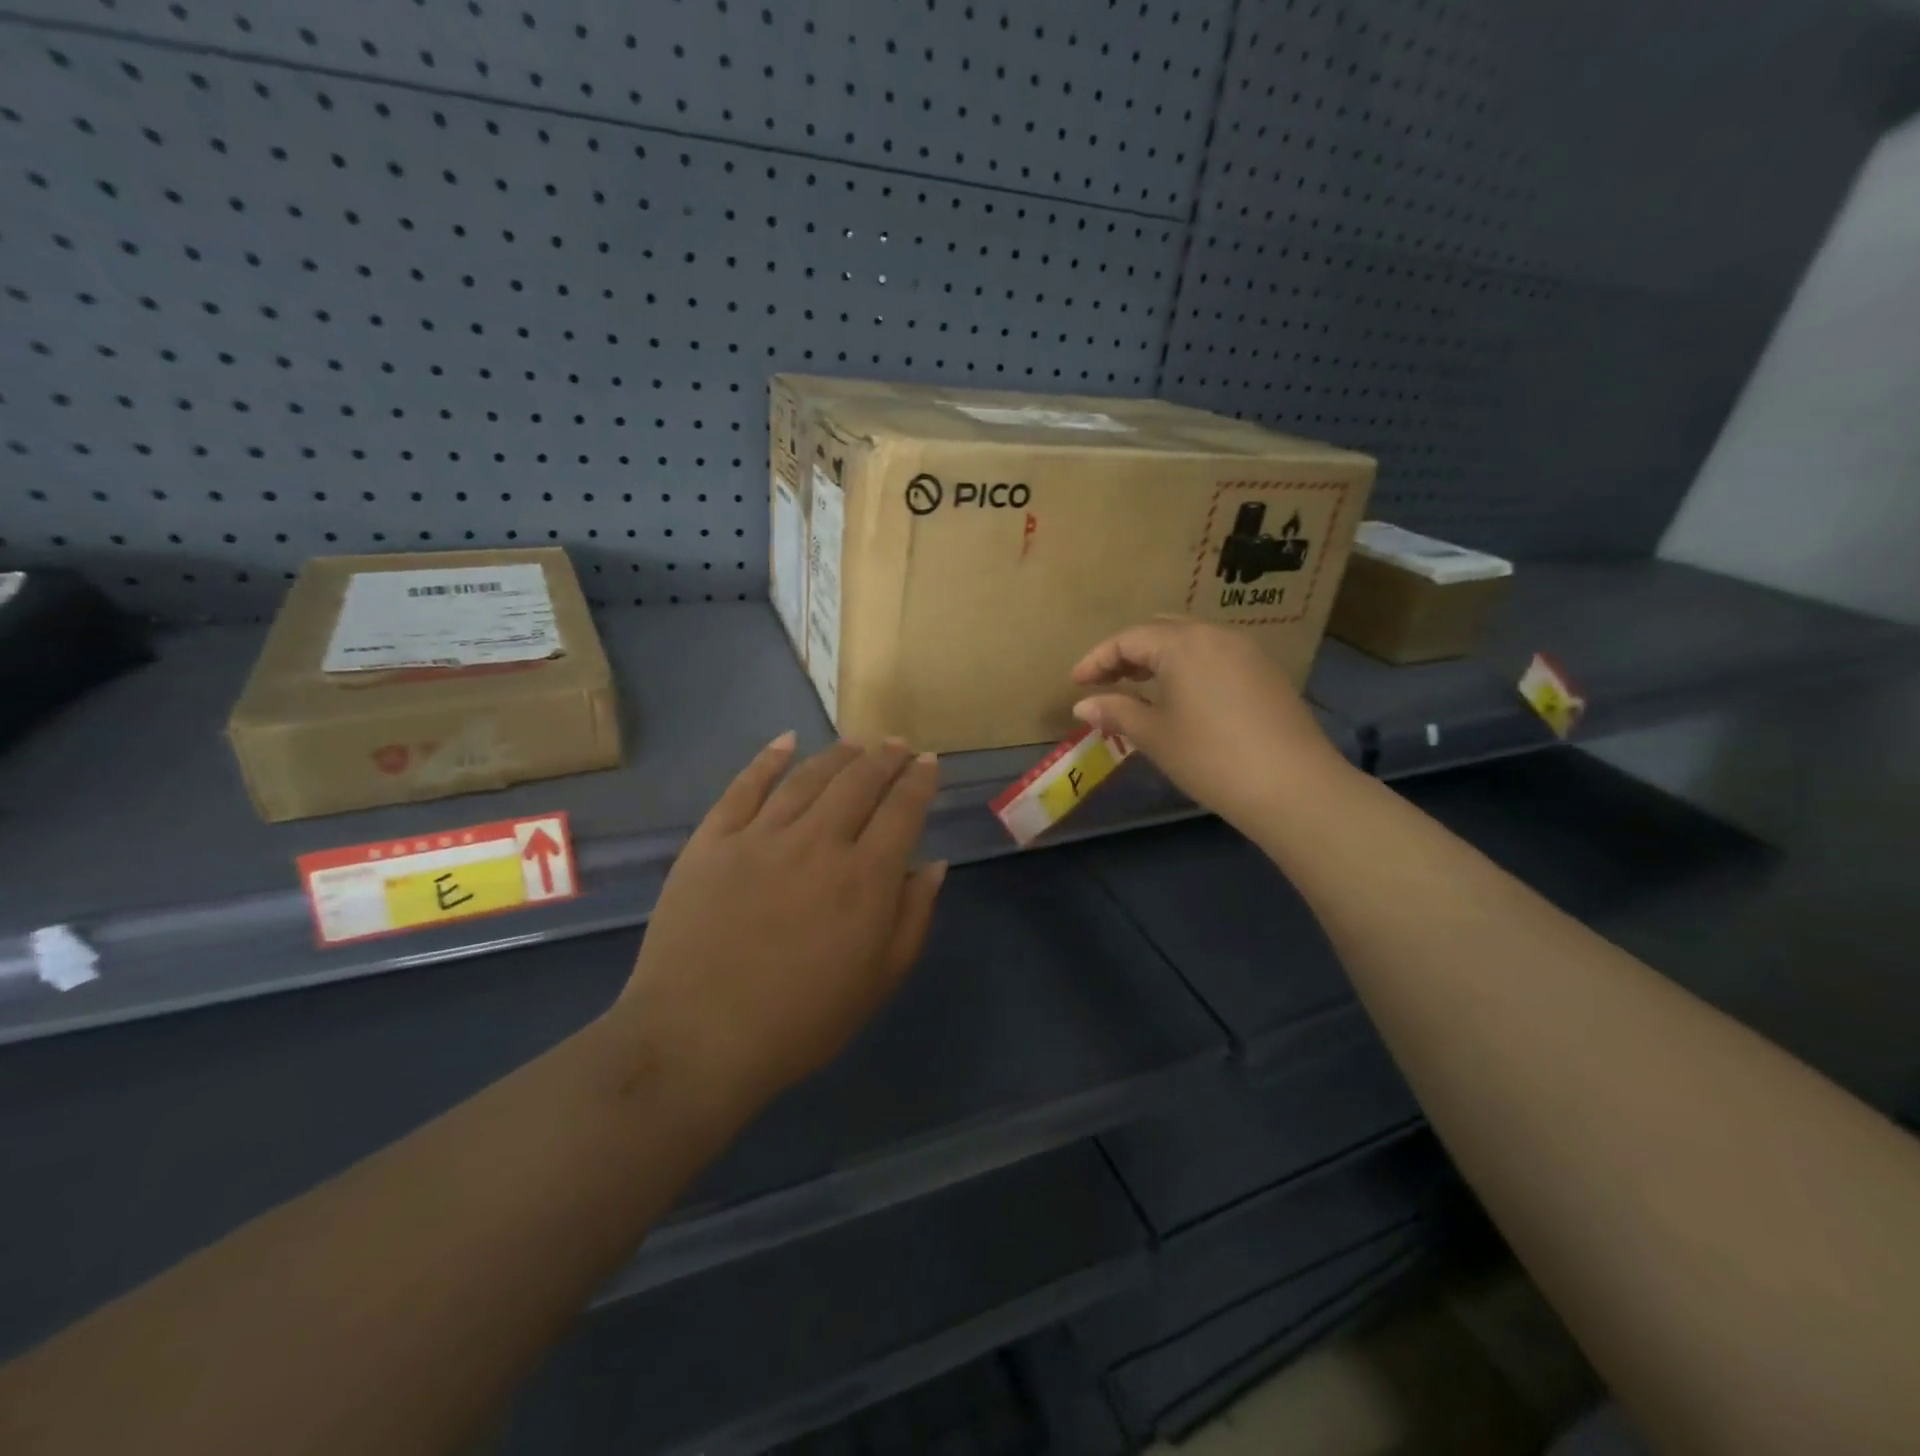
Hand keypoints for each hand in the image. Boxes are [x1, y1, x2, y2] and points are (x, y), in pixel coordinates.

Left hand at [613, 734, 946, 1114]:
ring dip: (838, 754)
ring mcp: (760, 836)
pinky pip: (744, 786)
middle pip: (859, 782)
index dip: (920, 781)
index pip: (902, 810)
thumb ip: (913, 917)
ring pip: (808, 776)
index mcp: (865, 877)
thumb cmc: (800, 1022)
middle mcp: (818, 842)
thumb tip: (934, 864)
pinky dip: (768, 759)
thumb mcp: (878, 981)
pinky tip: (786, 741)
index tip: (929, 763)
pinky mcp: (712, 840)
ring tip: (856, 742)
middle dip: (885, 757)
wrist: (697, 1040)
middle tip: (897, 744)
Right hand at [1070, 619, 1351, 828]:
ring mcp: (1246, 651)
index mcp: (1183, 644)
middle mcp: (1216, 635)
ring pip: (1191, 641)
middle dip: (1128, 652)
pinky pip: (1215, 656)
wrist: (1292, 786)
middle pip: (1161, 630)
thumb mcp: (1154, 735)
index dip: (1097, 659)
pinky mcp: (1266, 673)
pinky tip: (1182, 697)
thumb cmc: (1210, 758)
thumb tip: (1082, 705)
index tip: (1076, 683)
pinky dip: (1188, 667)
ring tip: (1139, 688)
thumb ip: (1116, 712)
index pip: (1128, 639)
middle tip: (1106, 681)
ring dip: (1159, 658)